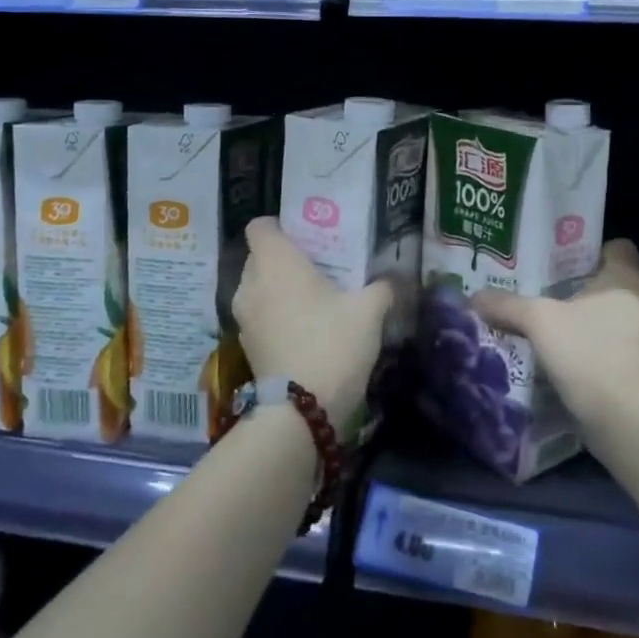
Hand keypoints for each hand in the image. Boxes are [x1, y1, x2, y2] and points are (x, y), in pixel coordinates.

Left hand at [233, 217, 391, 428]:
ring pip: (260, 288)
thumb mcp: (369, 310)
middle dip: (286, 259)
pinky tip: (307, 327)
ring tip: (316, 298)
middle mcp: (251, 283)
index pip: (259, 225)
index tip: (308, 236)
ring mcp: (244, 317)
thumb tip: (394, 277)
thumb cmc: (332, 343)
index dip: (281, 226)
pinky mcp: (246, 345)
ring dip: (281, 290)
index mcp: (275, 261)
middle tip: (321, 266)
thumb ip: (382, 286)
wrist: (302, 411)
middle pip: (260, 257)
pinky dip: (277, 315)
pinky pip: (261, 315)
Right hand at [473, 239, 638, 439]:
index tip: (563, 262)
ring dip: (592, 322)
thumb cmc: (588, 352)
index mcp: (627, 279)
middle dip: (585, 289)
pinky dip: (599, 350)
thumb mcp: (538, 321)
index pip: (618, 248)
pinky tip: (570, 360)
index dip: (592, 250)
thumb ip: (507, 305)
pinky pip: (619, 348)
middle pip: (615, 284)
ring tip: (557, 328)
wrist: (625, 419)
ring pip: (618, 318)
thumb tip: (473, 297)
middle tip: (550, 294)